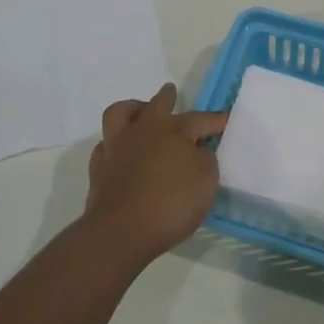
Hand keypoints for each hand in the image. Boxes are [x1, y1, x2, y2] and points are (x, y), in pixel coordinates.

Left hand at [84, 83, 228, 266]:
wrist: (121, 231)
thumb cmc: (171, 203)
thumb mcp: (206, 181)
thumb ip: (205, 159)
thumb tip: (196, 150)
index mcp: (172, 130)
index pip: (199, 119)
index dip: (214, 120)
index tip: (225, 119)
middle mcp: (143, 130)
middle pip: (156, 105)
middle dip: (167, 98)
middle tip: (171, 93)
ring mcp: (116, 146)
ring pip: (120, 114)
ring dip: (132, 109)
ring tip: (139, 112)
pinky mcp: (99, 168)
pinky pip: (106, 144)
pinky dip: (115, 143)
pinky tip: (121, 151)